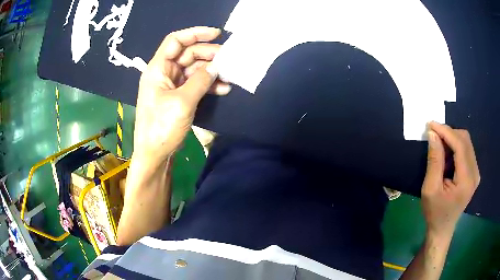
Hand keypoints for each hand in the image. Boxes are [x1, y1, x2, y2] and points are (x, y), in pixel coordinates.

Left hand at [133, 26, 230, 167]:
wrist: (155, 155)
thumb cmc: (161, 127)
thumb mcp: (182, 102)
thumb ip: (201, 80)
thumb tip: (217, 66)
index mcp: (158, 69)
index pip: (175, 41)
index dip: (195, 33)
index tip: (217, 34)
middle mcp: (164, 73)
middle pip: (188, 54)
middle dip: (209, 55)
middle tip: (229, 60)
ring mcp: (172, 85)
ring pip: (194, 69)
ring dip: (211, 71)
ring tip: (230, 76)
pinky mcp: (178, 97)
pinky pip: (195, 84)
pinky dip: (208, 84)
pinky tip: (223, 88)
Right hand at [421, 122, 479, 239]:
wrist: (442, 229)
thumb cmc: (434, 213)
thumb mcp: (430, 189)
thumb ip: (434, 160)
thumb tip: (433, 134)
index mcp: (466, 180)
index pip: (460, 145)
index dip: (446, 131)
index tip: (431, 124)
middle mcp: (475, 173)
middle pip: (465, 140)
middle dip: (449, 133)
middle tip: (433, 136)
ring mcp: (476, 173)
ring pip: (466, 143)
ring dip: (452, 140)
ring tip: (439, 147)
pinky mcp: (473, 173)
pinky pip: (466, 150)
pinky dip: (455, 147)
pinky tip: (447, 156)